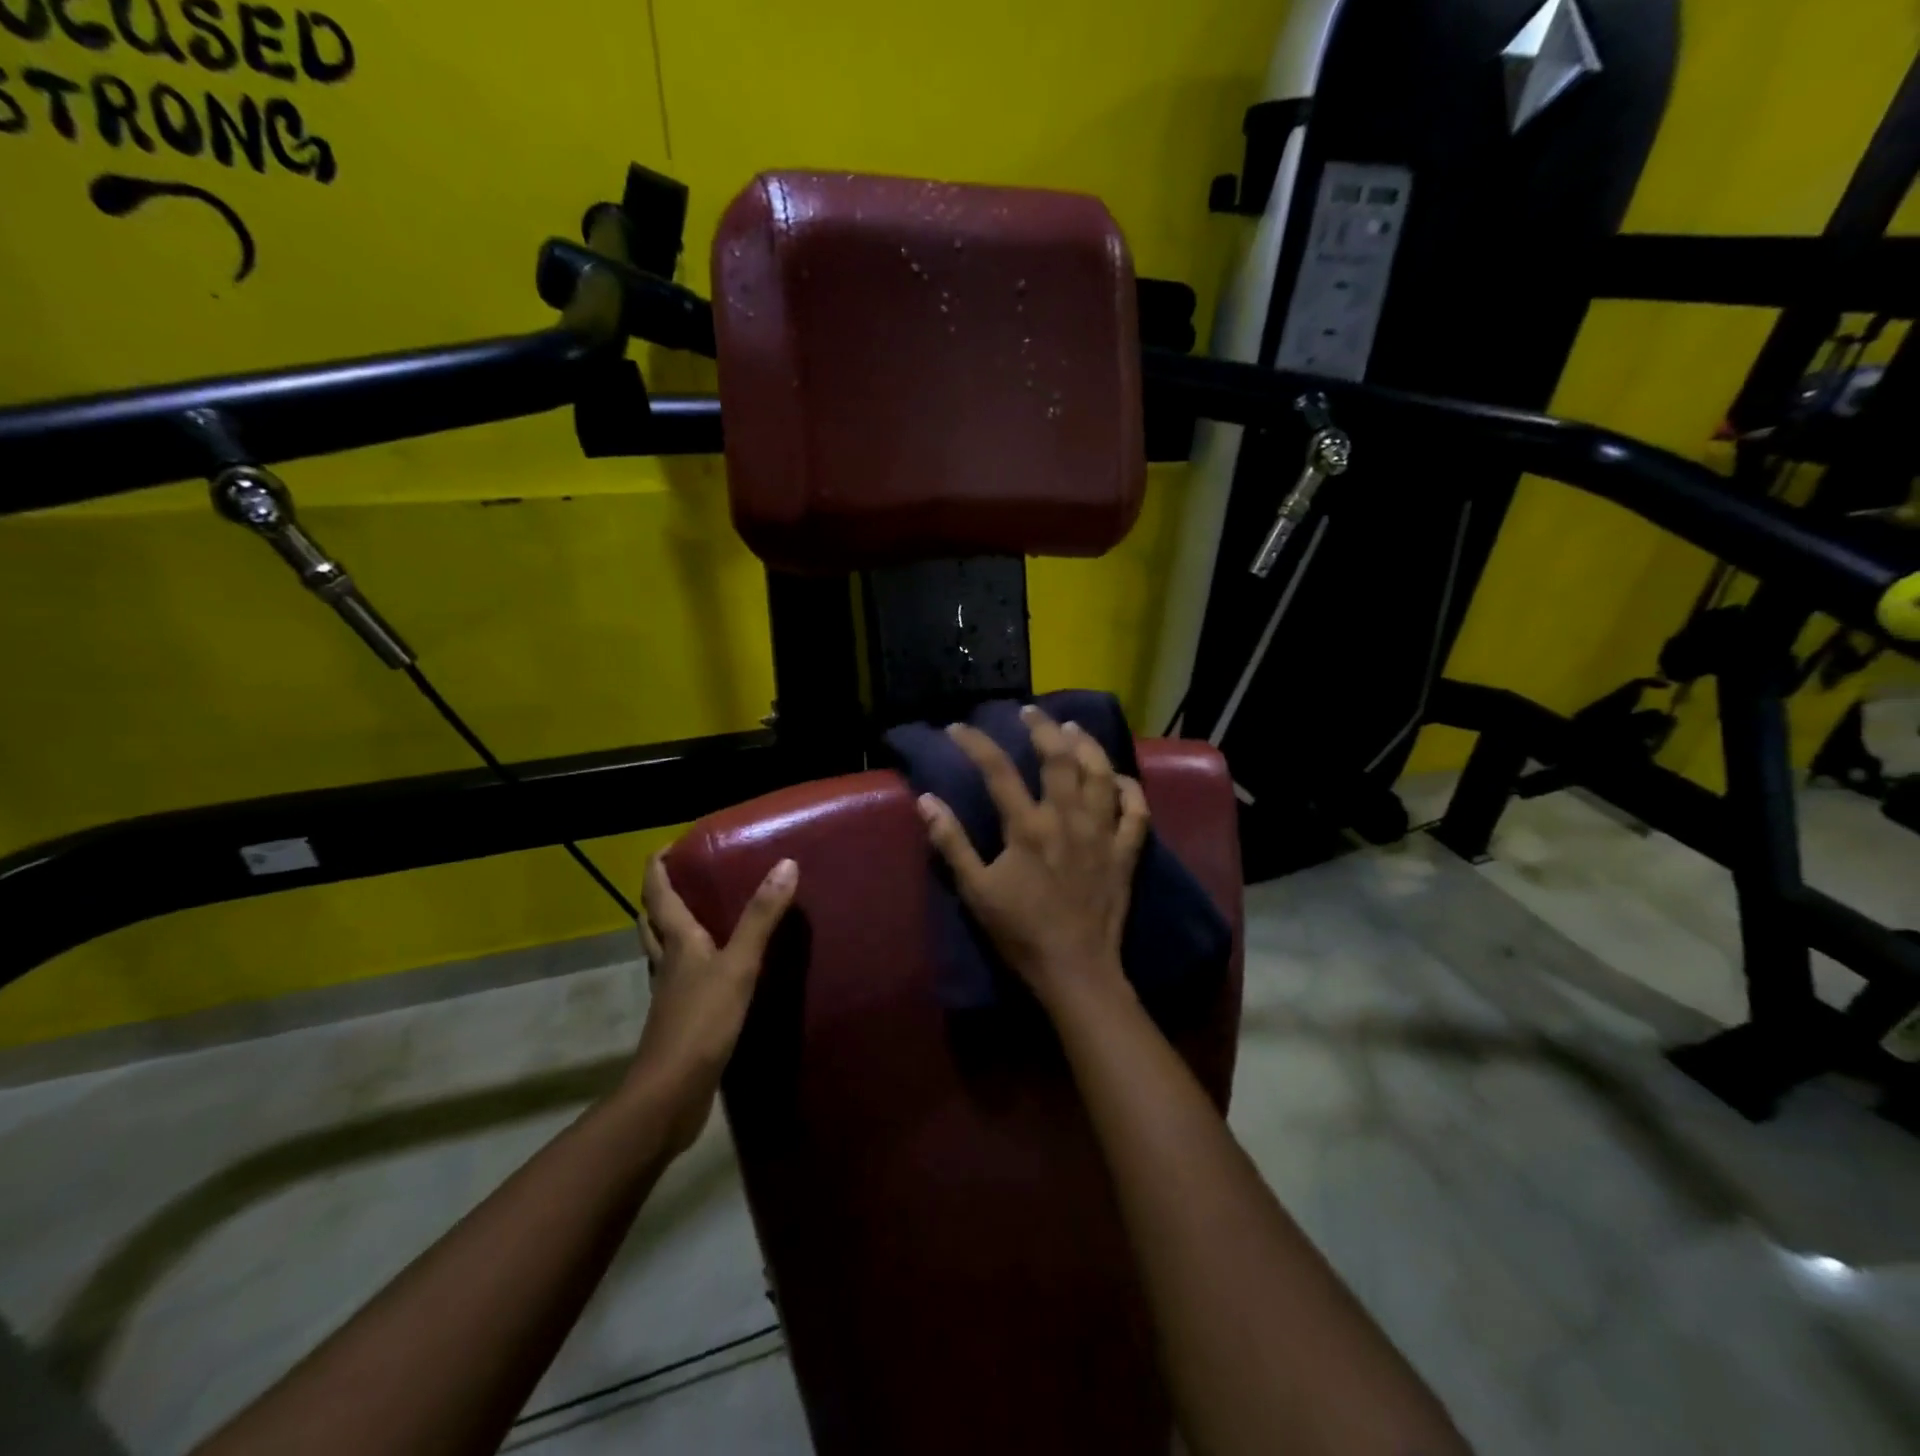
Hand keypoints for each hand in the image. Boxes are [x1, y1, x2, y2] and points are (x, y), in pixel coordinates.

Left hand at [632, 853, 797, 1151]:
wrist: (670, 1094)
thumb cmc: (701, 1022)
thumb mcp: (739, 965)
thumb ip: (761, 918)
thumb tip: (786, 864)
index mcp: (677, 942)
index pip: (658, 894)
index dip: (658, 866)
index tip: (671, 844)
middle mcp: (667, 963)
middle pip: (652, 921)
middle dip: (660, 896)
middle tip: (684, 876)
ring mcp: (671, 994)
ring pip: (663, 951)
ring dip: (671, 928)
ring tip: (700, 914)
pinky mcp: (681, 1019)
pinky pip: (682, 978)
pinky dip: (691, 963)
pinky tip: (715, 969)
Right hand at [917, 706, 1149, 1013]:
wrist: (1075, 969)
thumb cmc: (1020, 931)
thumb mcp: (976, 890)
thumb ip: (952, 843)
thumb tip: (926, 800)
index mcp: (1028, 826)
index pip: (997, 770)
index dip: (975, 743)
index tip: (958, 728)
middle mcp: (1068, 818)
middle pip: (1059, 757)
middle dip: (1043, 728)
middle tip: (1030, 713)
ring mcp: (1102, 832)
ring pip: (1101, 773)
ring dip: (1088, 745)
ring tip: (1073, 729)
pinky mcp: (1125, 851)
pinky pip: (1136, 810)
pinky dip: (1130, 788)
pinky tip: (1118, 777)